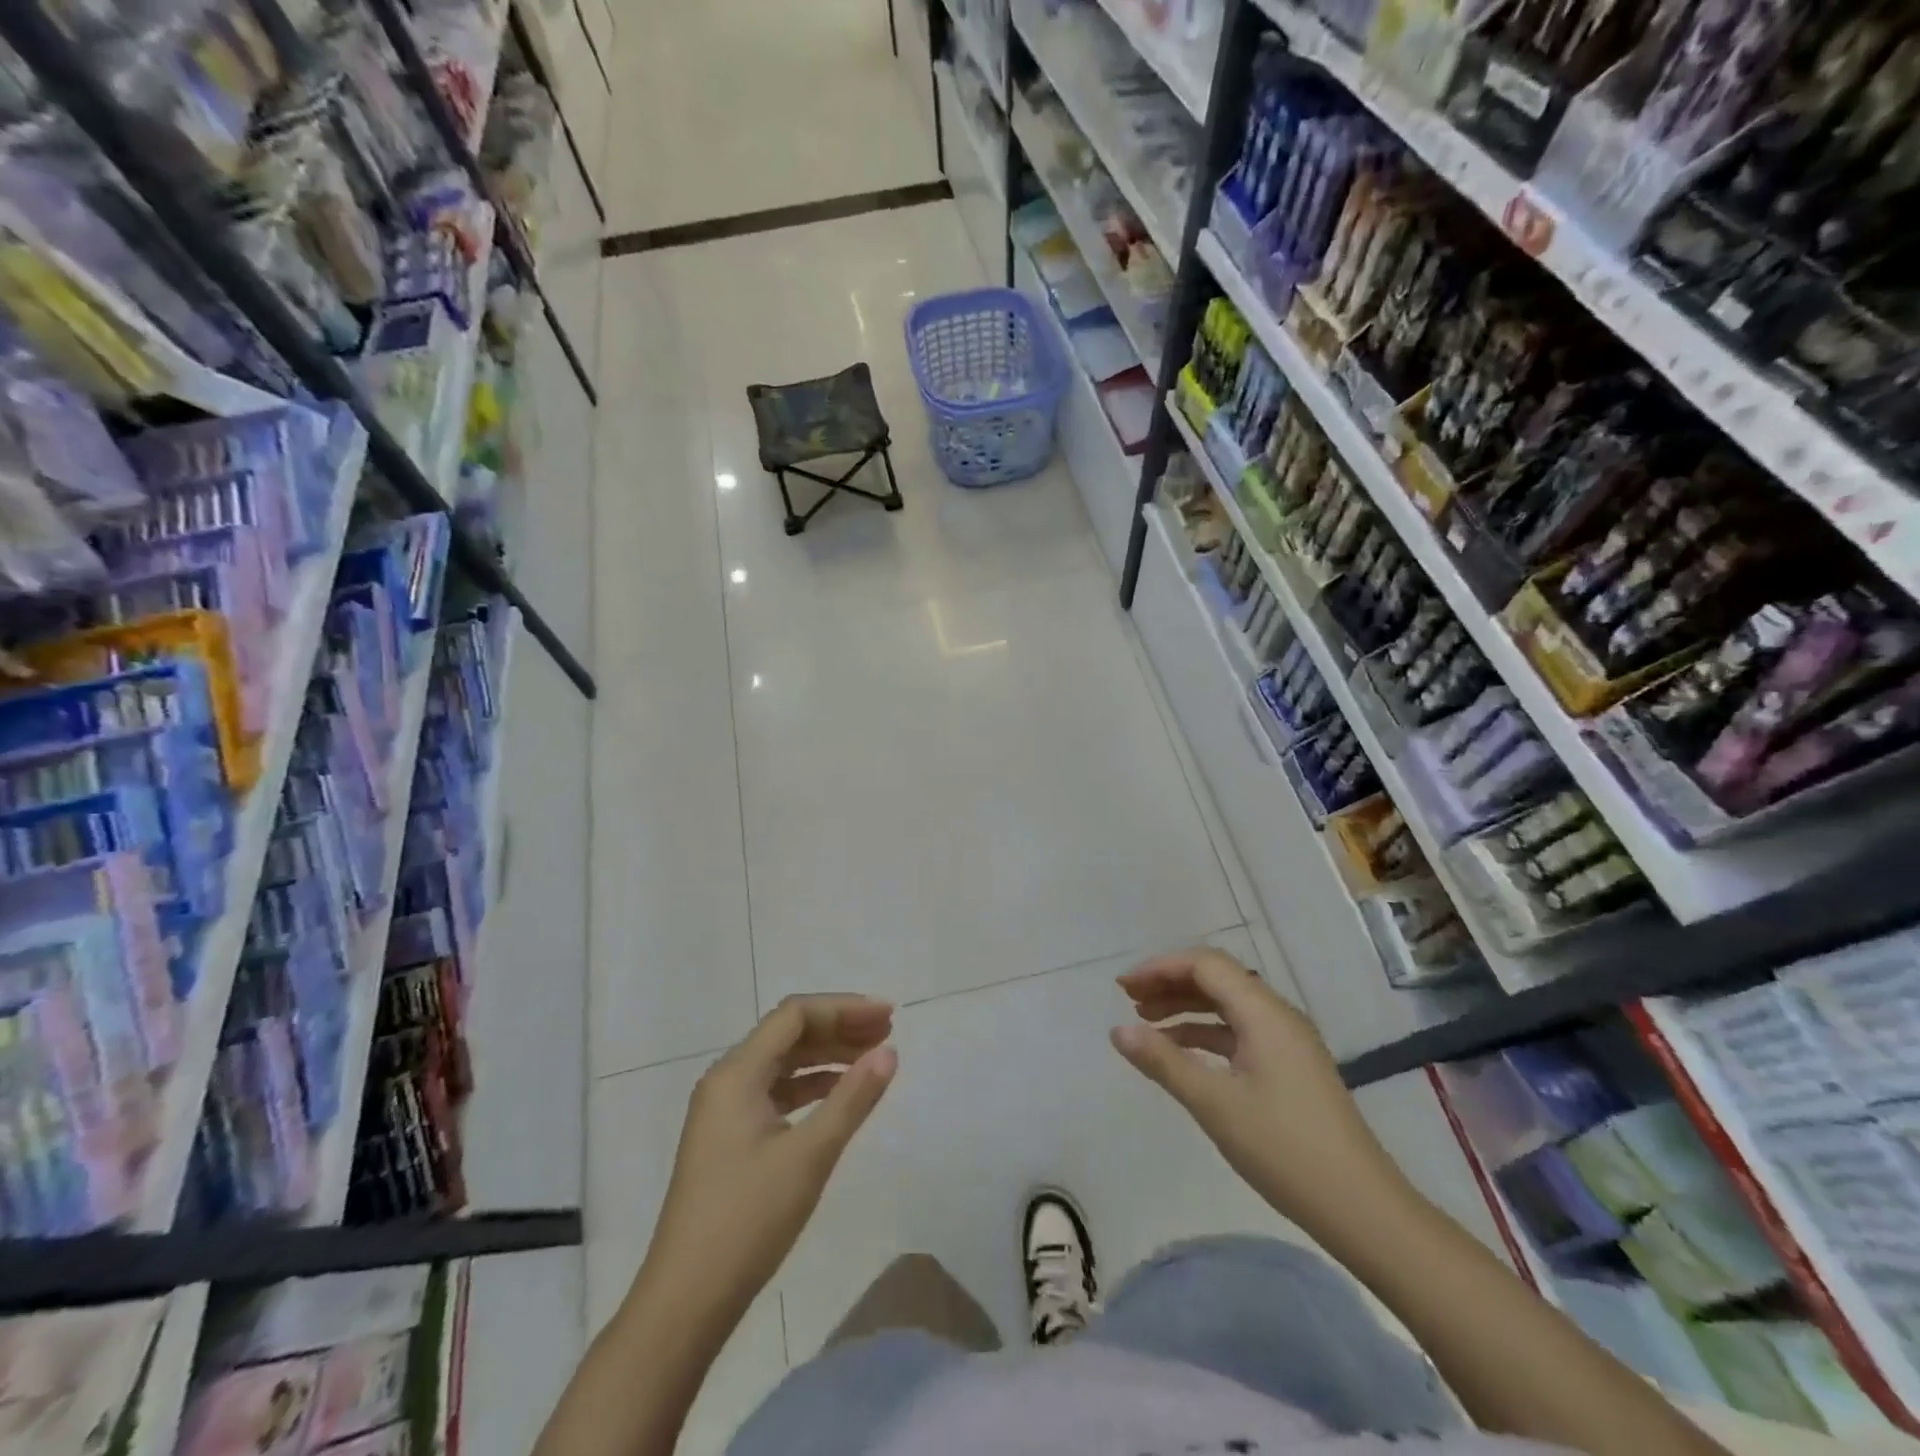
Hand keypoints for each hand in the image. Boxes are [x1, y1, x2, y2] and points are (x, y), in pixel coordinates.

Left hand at [639, 995, 897, 1327]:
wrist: (685, 1302)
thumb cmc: (747, 1221)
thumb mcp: (809, 1156)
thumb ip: (852, 1098)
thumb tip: (889, 1052)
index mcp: (736, 1073)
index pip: (795, 1015)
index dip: (844, 1008)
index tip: (887, 1017)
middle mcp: (726, 1080)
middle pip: (788, 1034)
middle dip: (839, 1027)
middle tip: (887, 1032)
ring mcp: (725, 1110)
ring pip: (783, 1062)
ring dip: (827, 1055)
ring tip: (872, 1058)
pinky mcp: (729, 1137)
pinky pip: (776, 1091)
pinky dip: (811, 1085)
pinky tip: (840, 1094)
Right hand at [1111, 948, 1411, 1241]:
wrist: (1362, 1209)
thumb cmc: (1284, 1149)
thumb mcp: (1214, 1104)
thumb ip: (1164, 1062)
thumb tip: (1117, 1030)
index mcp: (1264, 1013)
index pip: (1205, 965)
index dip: (1160, 968)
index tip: (1123, 987)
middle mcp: (1277, 1016)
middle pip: (1217, 979)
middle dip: (1170, 983)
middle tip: (1129, 1000)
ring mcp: (1287, 1042)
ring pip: (1227, 1006)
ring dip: (1186, 1007)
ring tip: (1146, 1022)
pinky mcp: (1290, 1067)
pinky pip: (1239, 1032)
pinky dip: (1206, 1033)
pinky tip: (1181, 1052)